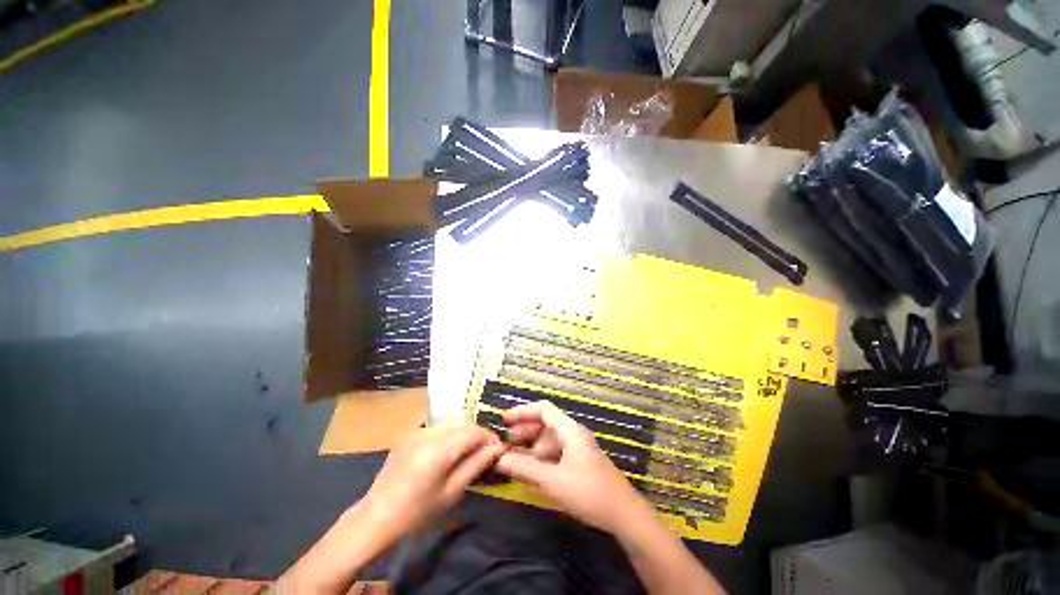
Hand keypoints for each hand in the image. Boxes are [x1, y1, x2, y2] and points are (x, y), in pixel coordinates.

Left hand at [359, 418, 505, 541]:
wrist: (377, 516)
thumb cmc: (417, 511)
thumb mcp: (452, 492)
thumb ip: (476, 465)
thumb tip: (498, 448)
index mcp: (439, 449)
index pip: (473, 431)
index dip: (489, 437)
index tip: (498, 448)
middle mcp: (429, 432)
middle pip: (463, 422)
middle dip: (478, 433)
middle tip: (485, 450)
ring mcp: (417, 430)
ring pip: (451, 422)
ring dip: (465, 431)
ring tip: (469, 450)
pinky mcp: (410, 433)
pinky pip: (438, 426)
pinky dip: (450, 432)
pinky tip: (449, 449)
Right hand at [495, 401, 650, 533]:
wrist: (624, 516)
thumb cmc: (589, 492)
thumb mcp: (554, 480)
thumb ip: (525, 468)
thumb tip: (499, 459)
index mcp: (570, 430)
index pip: (544, 410)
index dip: (523, 412)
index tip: (504, 420)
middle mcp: (573, 435)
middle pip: (545, 424)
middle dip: (524, 431)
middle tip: (504, 442)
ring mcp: (577, 450)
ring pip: (549, 441)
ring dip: (531, 446)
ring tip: (512, 457)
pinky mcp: (579, 464)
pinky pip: (555, 454)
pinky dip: (540, 458)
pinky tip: (530, 469)